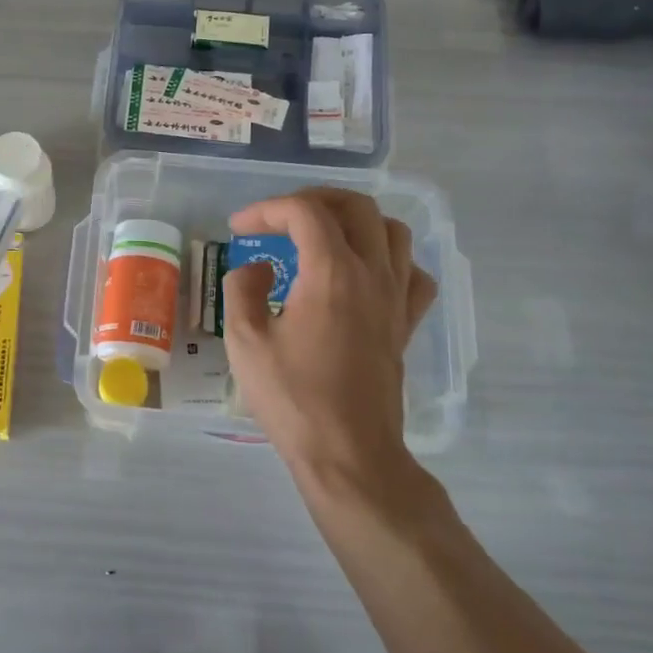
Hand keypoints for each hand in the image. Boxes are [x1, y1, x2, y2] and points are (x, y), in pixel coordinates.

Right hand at [222, 189, 440, 522]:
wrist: (348, 452)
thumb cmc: (292, 398)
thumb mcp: (245, 341)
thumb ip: (243, 289)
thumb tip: (258, 267)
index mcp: (331, 273)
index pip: (305, 212)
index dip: (267, 209)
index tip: (239, 228)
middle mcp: (372, 274)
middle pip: (356, 206)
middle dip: (314, 200)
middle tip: (280, 218)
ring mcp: (396, 299)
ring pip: (393, 231)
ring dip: (355, 222)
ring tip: (323, 237)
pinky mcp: (405, 325)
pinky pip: (413, 273)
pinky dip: (389, 260)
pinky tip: (365, 275)